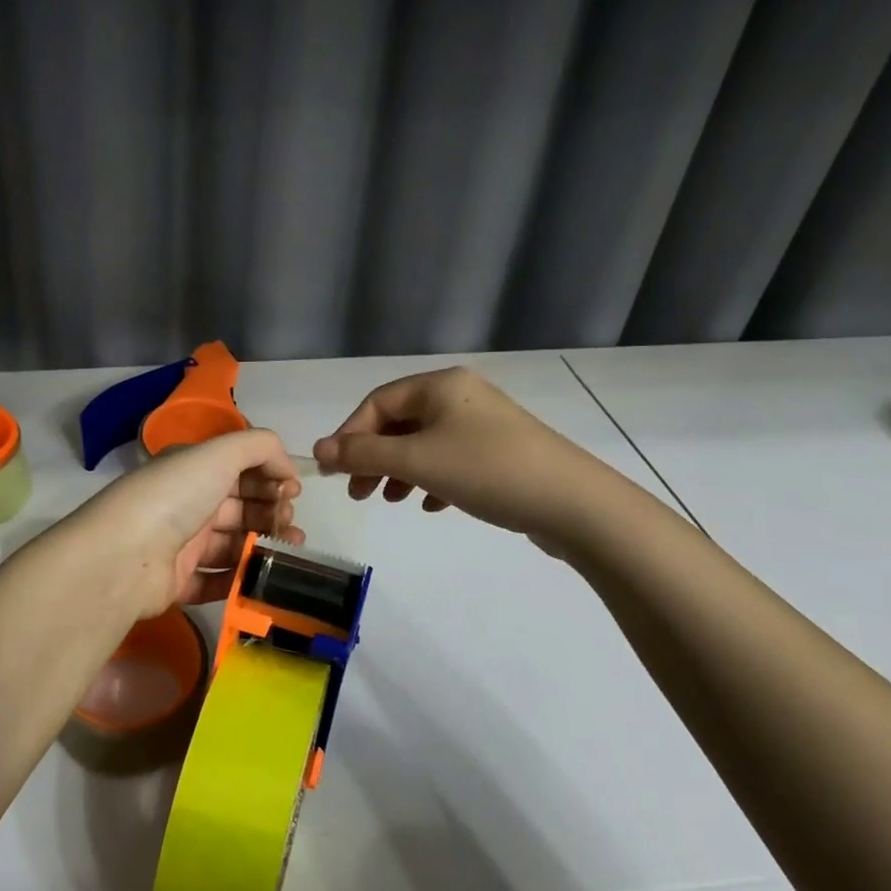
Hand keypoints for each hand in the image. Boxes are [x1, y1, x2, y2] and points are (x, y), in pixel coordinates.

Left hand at [68, 430, 303, 617]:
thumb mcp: (219, 453)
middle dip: (272, 511)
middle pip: (239, 507)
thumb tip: (288, 469)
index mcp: (191, 469)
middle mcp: (186, 503)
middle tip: (289, 523)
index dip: (269, 476)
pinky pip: (216, 581)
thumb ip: (260, 447)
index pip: (238, 468)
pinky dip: (240, 578)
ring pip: (232, 544)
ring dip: (265, 545)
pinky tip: (263, 576)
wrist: (124, 557)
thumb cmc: (174, 496)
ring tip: (292, 551)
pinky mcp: (177, 583)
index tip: (293, 490)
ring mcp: (180, 545)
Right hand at [312, 367, 615, 542]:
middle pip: (400, 422)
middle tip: (358, 493)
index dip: (349, 436)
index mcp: (440, 385)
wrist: (573, 503)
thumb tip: (318, 450)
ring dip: (399, 471)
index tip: (335, 473)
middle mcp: (461, 396)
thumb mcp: (417, 461)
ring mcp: (484, 425)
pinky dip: (431, 479)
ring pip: (424, 444)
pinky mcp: (500, 453)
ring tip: (391, 500)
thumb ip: (363, 454)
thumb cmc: (486, 470)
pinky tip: (432, 505)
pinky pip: (451, 460)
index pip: (378, 403)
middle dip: (373, 457)